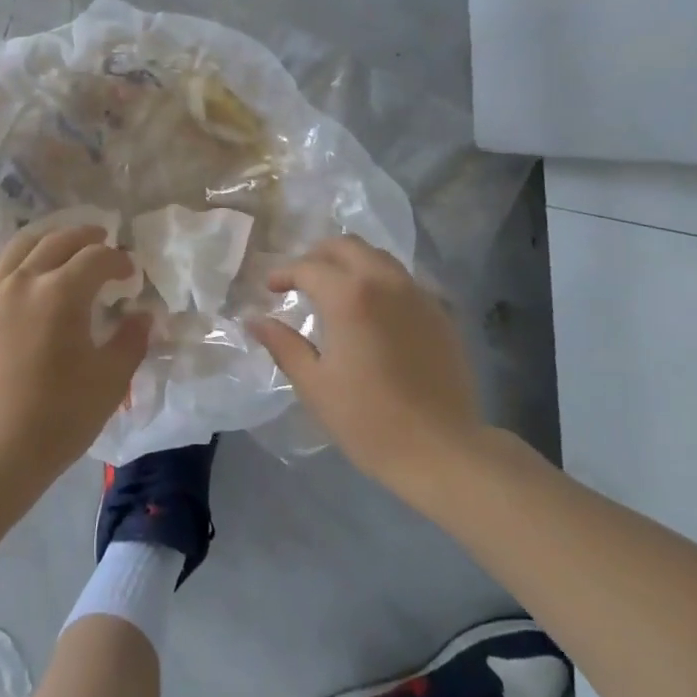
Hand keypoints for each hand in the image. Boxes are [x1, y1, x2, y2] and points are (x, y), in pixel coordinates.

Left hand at [0, 223, 150, 499]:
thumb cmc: (58, 417)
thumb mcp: (109, 381)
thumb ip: (131, 341)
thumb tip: (141, 316)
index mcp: (61, 293)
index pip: (96, 258)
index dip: (118, 260)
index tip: (130, 274)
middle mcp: (23, 280)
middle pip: (57, 241)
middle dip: (85, 237)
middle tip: (102, 242)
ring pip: (19, 246)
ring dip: (47, 239)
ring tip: (61, 245)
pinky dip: (11, 260)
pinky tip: (18, 271)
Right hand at [247, 235, 485, 503]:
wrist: (442, 450)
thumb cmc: (368, 420)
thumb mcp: (314, 384)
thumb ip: (283, 344)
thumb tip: (255, 320)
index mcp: (349, 296)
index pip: (309, 267)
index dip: (284, 273)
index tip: (271, 287)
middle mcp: (385, 282)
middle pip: (348, 246)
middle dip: (319, 255)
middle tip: (301, 277)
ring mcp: (418, 295)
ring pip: (380, 257)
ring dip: (352, 262)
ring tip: (336, 288)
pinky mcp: (441, 313)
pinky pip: (405, 280)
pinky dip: (381, 281)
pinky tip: (374, 309)